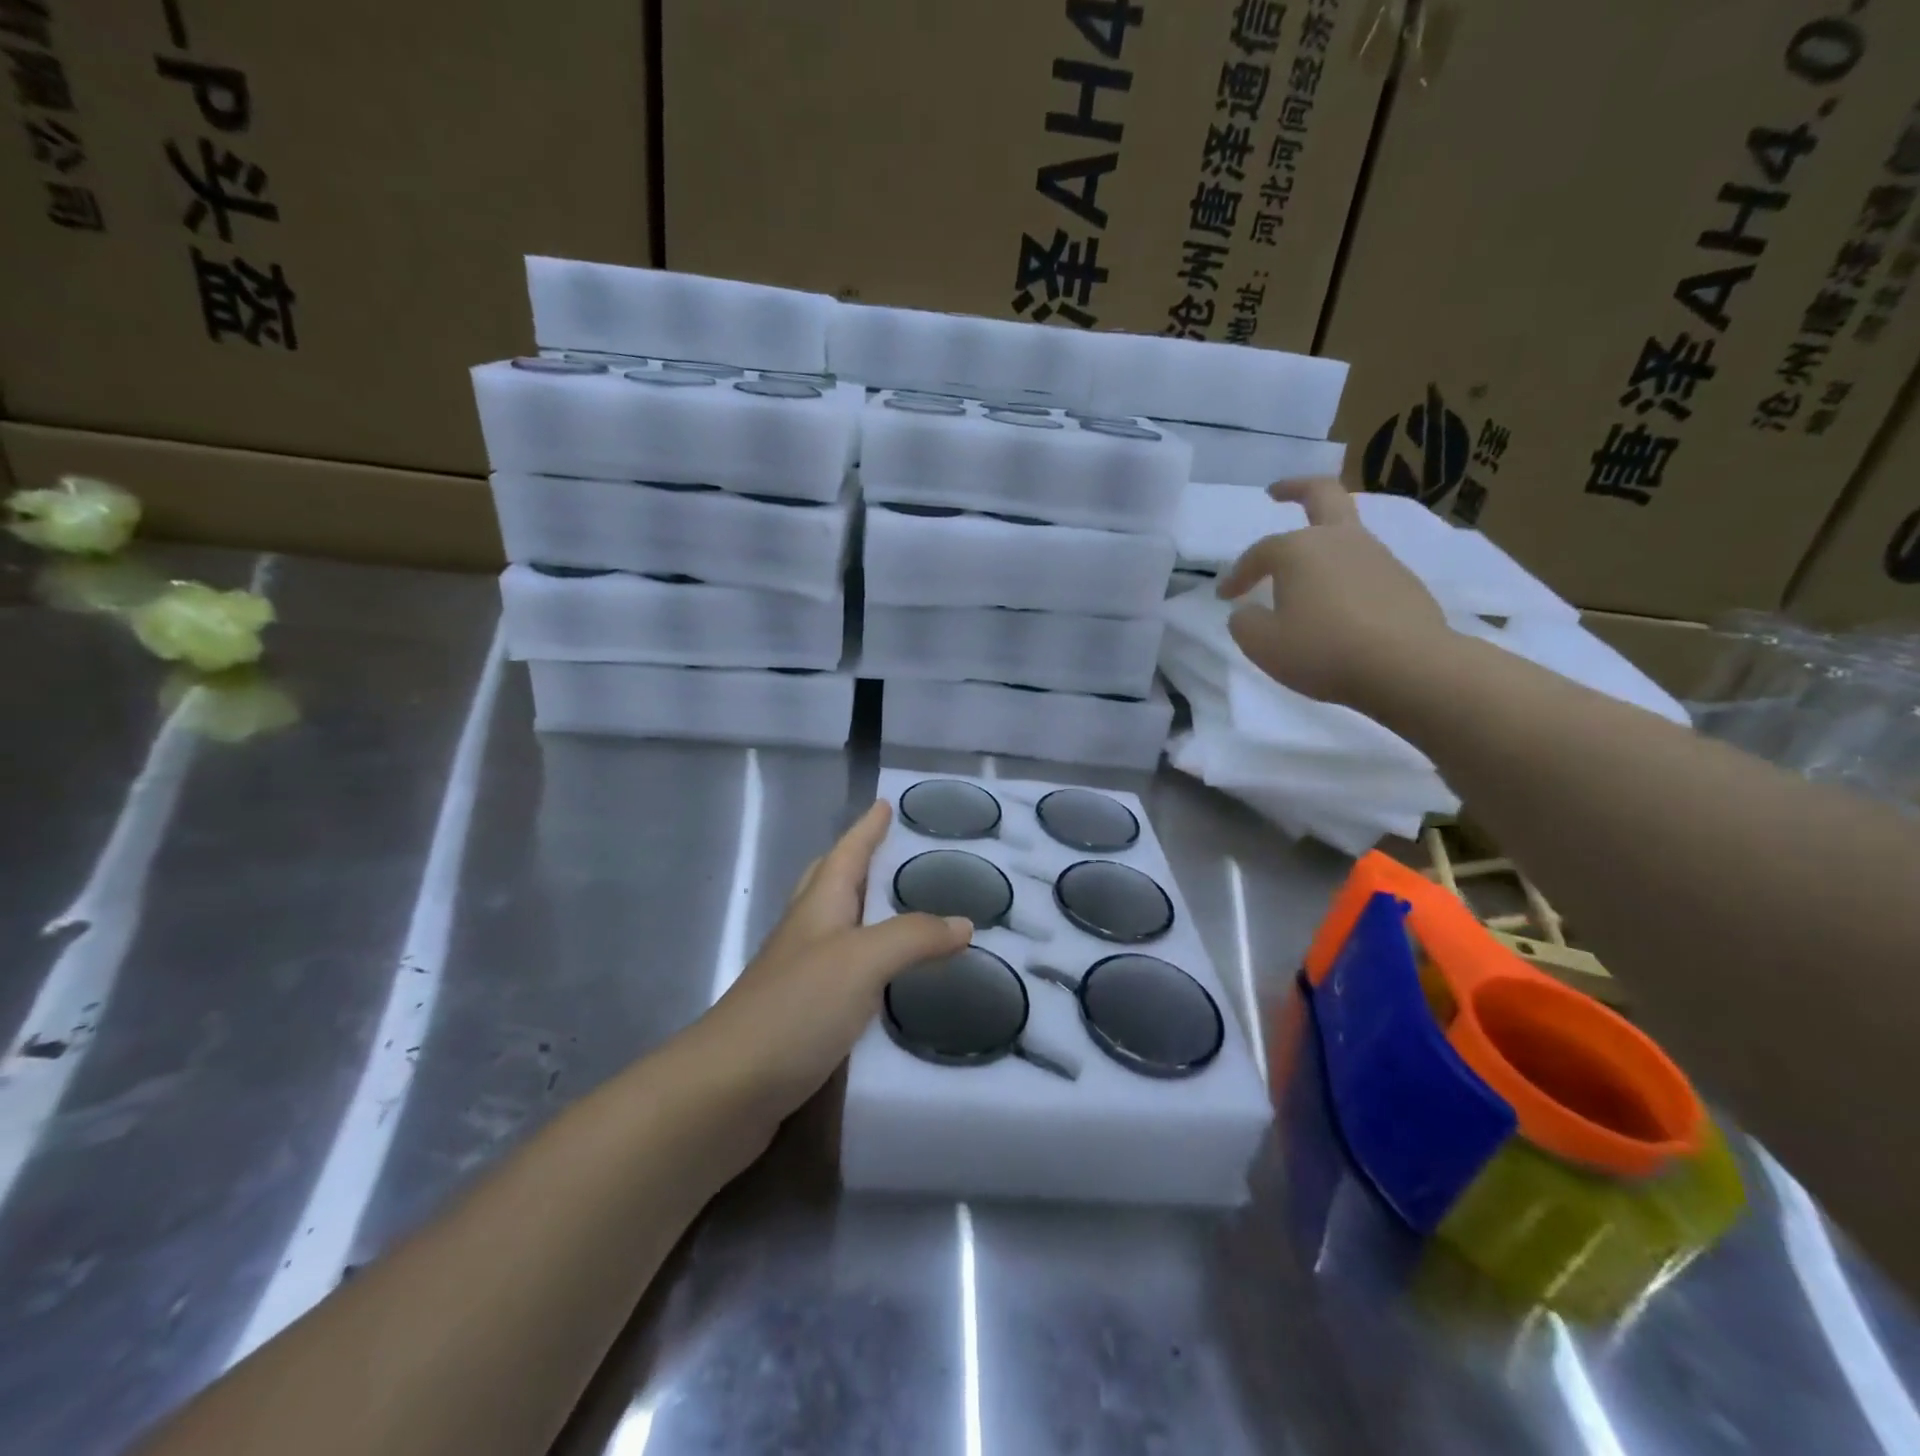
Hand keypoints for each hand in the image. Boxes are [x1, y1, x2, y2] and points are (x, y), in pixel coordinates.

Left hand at [685, 800, 971, 1120]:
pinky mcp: (799, 1016)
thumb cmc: (795, 1009)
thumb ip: (913, 937)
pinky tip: (887, 984)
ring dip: (863, 912)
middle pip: (829, 882)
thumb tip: (963, 922)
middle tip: (890, 852)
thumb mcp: (862, 962)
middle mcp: (805, 933)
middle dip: (857, 861)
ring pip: (834, 928)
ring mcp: (797, 976)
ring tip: (901, 912)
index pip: (846, 853)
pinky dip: (867, 965)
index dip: (867, 828)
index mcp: (817, 907)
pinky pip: (841, 973)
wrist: (726, 1090)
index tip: (885, 803)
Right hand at [1216, 478, 1448, 709]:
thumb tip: (1246, 611)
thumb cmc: (1322, 650)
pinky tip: (1337, 605)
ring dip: (1322, 542)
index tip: (1224, 597)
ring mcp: (1378, 556)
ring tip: (1304, 573)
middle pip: (1322, 495)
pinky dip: (1344, 576)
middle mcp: (1339, 540)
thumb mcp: (1262, 644)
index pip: (1259, 553)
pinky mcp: (1403, 581)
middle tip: (1277, 492)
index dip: (1237, 574)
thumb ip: (1245, 623)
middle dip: (1296, 488)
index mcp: (1299, 550)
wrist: (1406, 666)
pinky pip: (1364, 568)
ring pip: (1345, 534)